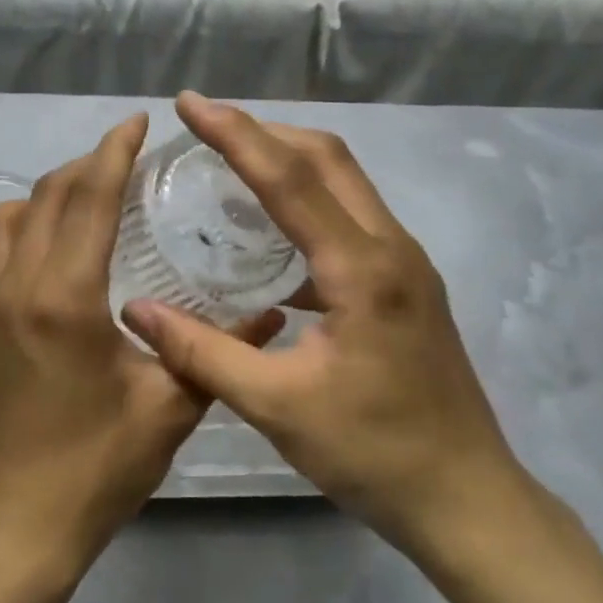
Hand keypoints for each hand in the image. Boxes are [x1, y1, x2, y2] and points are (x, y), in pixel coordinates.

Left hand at [0, 114, 278, 578]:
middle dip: (89, 162)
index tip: (137, 122)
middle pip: (49, 193)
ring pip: (12, 213)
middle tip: (129, 156)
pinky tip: (59, 244)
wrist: (15, 525)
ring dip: (52, 190)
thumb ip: (217, 350)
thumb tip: (271, 314)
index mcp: (66, 296)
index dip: (114, 150)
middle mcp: (18, 284)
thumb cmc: (96, 467)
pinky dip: (25, 220)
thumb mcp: (170, 408)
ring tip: (94, 195)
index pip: (89, 196)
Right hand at [122, 94, 536, 564]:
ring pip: (344, 181)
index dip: (235, 134)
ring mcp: (406, 263)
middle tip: (206, 125)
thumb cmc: (373, 454)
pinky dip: (307, 202)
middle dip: (264, 130)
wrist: (467, 499)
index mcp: (362, 269)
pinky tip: (269, 236)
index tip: (189, 103)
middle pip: (327, 158)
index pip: (290, 178)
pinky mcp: (406, 283)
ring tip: (231, 163)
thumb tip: (135, 310)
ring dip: (288, 160)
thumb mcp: (277, 406)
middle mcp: (391, 247)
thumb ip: (201, 353)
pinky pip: (350, 217)